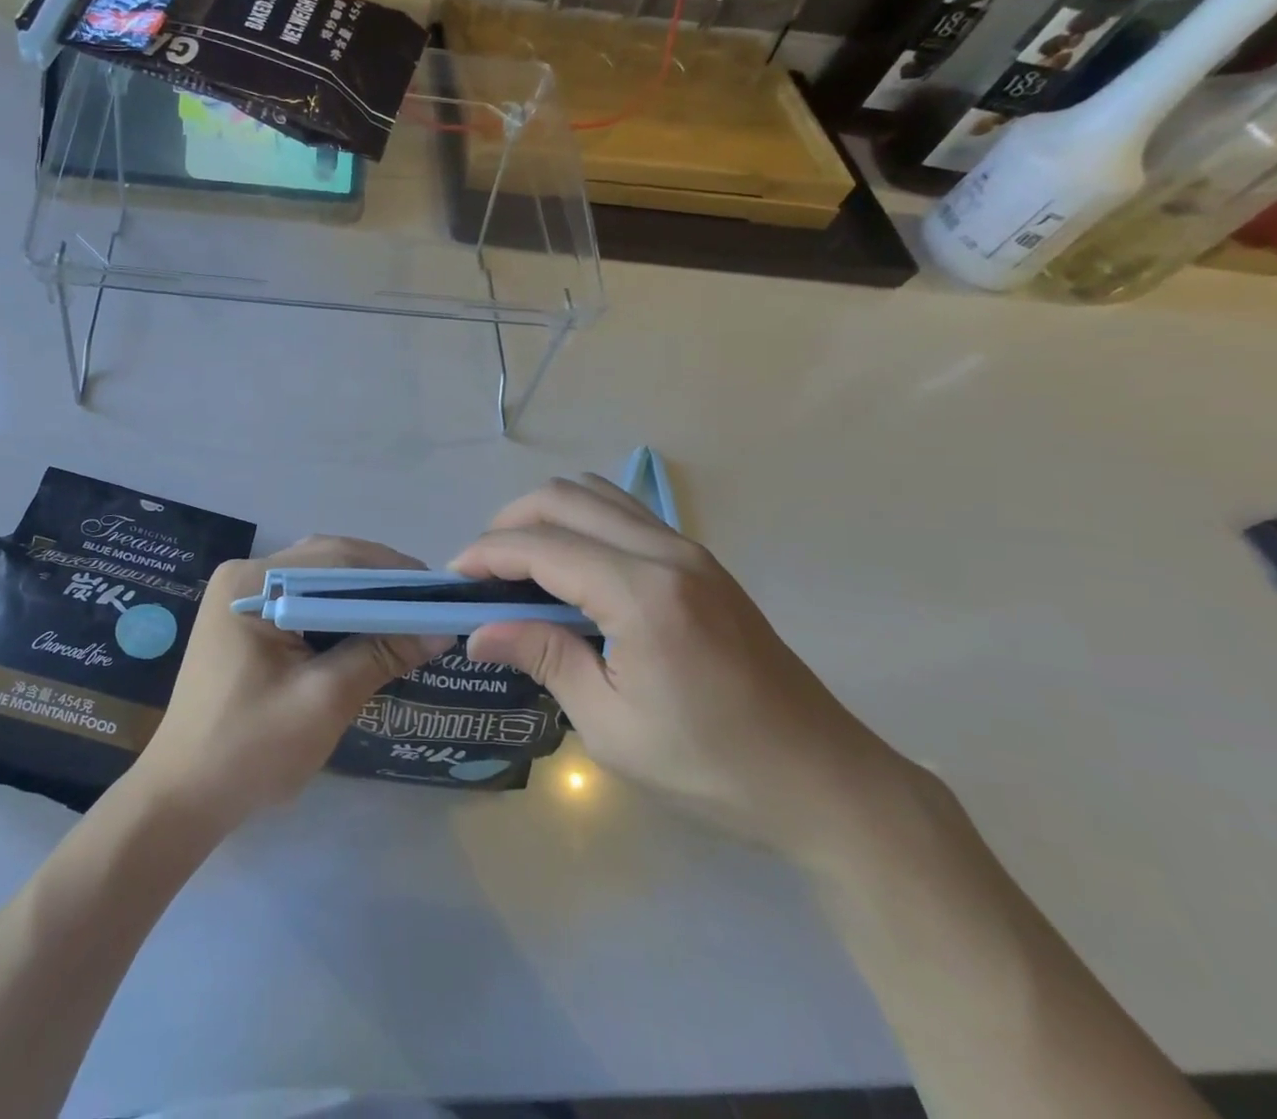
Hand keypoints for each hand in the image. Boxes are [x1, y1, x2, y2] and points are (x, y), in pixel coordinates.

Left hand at [131, 535, 455, 830]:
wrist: (182, 798)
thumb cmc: (249, 749)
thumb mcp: (323, 701)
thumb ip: (379, 655)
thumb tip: (440, 629)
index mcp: (252, 583)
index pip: (336, 559)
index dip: (392, 573)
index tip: (439, 593)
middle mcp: (244, 577)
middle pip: (326, 564)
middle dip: (379, 584)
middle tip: (429, 607)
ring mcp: (242, 598)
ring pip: (318, 584)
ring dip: (362, 600)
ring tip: (408, 620)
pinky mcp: (246, 623)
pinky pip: (303, 605)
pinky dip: (339, 617)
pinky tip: (369, 635)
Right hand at [453, 477, 906, 862]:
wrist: (824, 781)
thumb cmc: (712, 767)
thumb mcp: (612, 726)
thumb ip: (543, 658)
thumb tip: (478, 631)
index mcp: (642, 593)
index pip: (540, 546)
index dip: (485, 556)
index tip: (452, 583)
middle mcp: (665, 551)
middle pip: (562, 498)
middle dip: (507, 524)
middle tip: (481, 574)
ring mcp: (688, 549)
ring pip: (594, 493)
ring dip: (545, 517)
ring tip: (520, 567)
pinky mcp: (700, 560)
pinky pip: (623, 512)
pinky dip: (581, 522)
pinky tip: (571, 569)